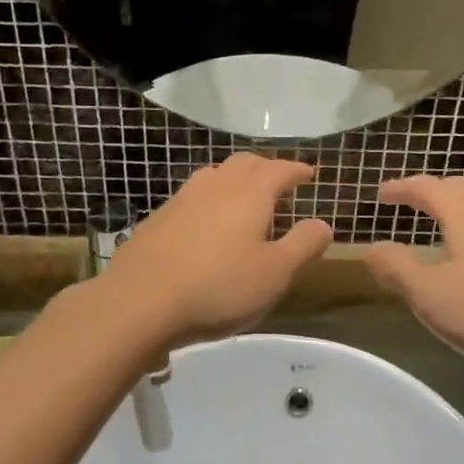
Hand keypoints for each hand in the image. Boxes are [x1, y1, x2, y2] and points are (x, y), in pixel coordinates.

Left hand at [98, 154, 332, 347]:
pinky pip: (194, 195)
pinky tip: (208, 223)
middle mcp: (217, 183)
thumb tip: (323, 224)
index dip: (297, 170)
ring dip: (236, 180)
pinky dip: (211, 199)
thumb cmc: (219, 286)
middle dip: (267, 169)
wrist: (140, 300)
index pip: (280, 169)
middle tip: (280, 184)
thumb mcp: (275, 273)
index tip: (310, 174)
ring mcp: (183, 197)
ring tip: (245, 200)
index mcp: (250, 192)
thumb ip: (303, 245)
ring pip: (216, 175)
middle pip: (246, 163)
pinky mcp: (159, 217)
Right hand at [365, 175, 463, 372]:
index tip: (383, 194)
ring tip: (450, 227)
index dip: (401, 188)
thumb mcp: (430, 296)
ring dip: (462, 209)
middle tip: (414, 204)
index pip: (426, 187)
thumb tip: (373, 249)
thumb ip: (397, 268)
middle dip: (432, 192)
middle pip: (459, 188)